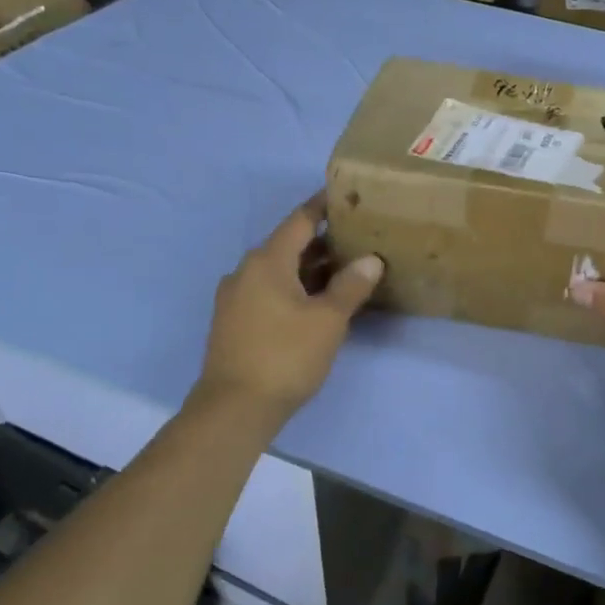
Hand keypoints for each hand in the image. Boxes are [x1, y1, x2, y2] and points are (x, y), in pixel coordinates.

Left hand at [196, 193, 382, 421]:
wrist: (234, 408)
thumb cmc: (285, 356)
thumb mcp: (328, 320)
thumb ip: (350, 285)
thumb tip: (370, 259)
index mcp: (267, 261)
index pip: (299, 220)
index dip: (322, 205)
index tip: (345, 195)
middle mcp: (246, 271)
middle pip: (289, 244)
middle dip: (323, 241)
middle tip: (359, 238)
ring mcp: (236, 297)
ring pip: (279, 270)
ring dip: (310, 268)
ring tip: (346, 270)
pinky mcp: (235, 321)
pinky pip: (269, 290)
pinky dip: (295, 287)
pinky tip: (318, 302)